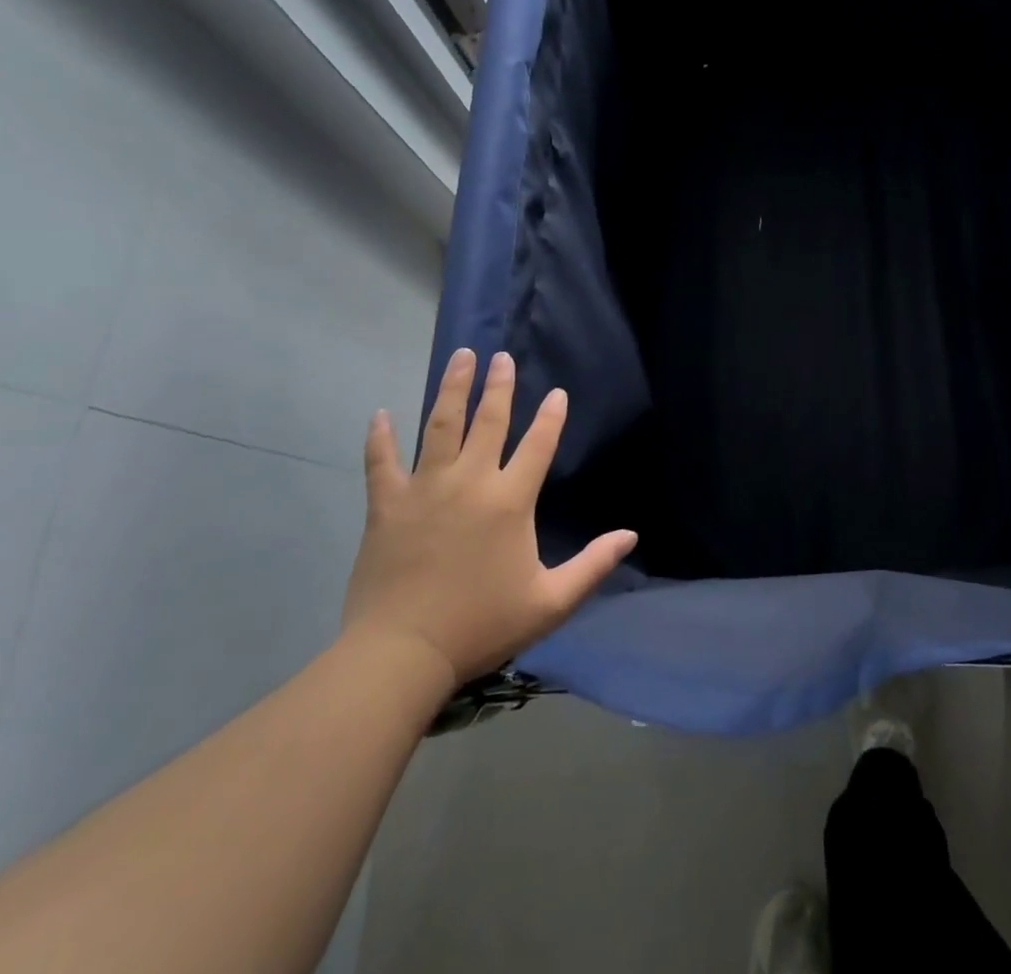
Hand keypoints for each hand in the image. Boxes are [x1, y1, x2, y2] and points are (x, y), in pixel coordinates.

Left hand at [342, 348, 636, 686]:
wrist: (401, 655)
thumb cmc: (481, 625)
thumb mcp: (550, 602)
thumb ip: (593, 565)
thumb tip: (630, 536)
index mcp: (510, 501)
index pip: (538, 445)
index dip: (551, 416)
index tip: (556, 393)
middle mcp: (470, 482)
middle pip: (488, 422)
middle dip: (499, 387)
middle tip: (502, 357)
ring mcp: (424, 490)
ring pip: (439, 427)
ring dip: (451, 389)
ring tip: (460, 357)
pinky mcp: (387, 506)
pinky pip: (381, 463)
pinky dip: (380, 438)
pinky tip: (380, 414)